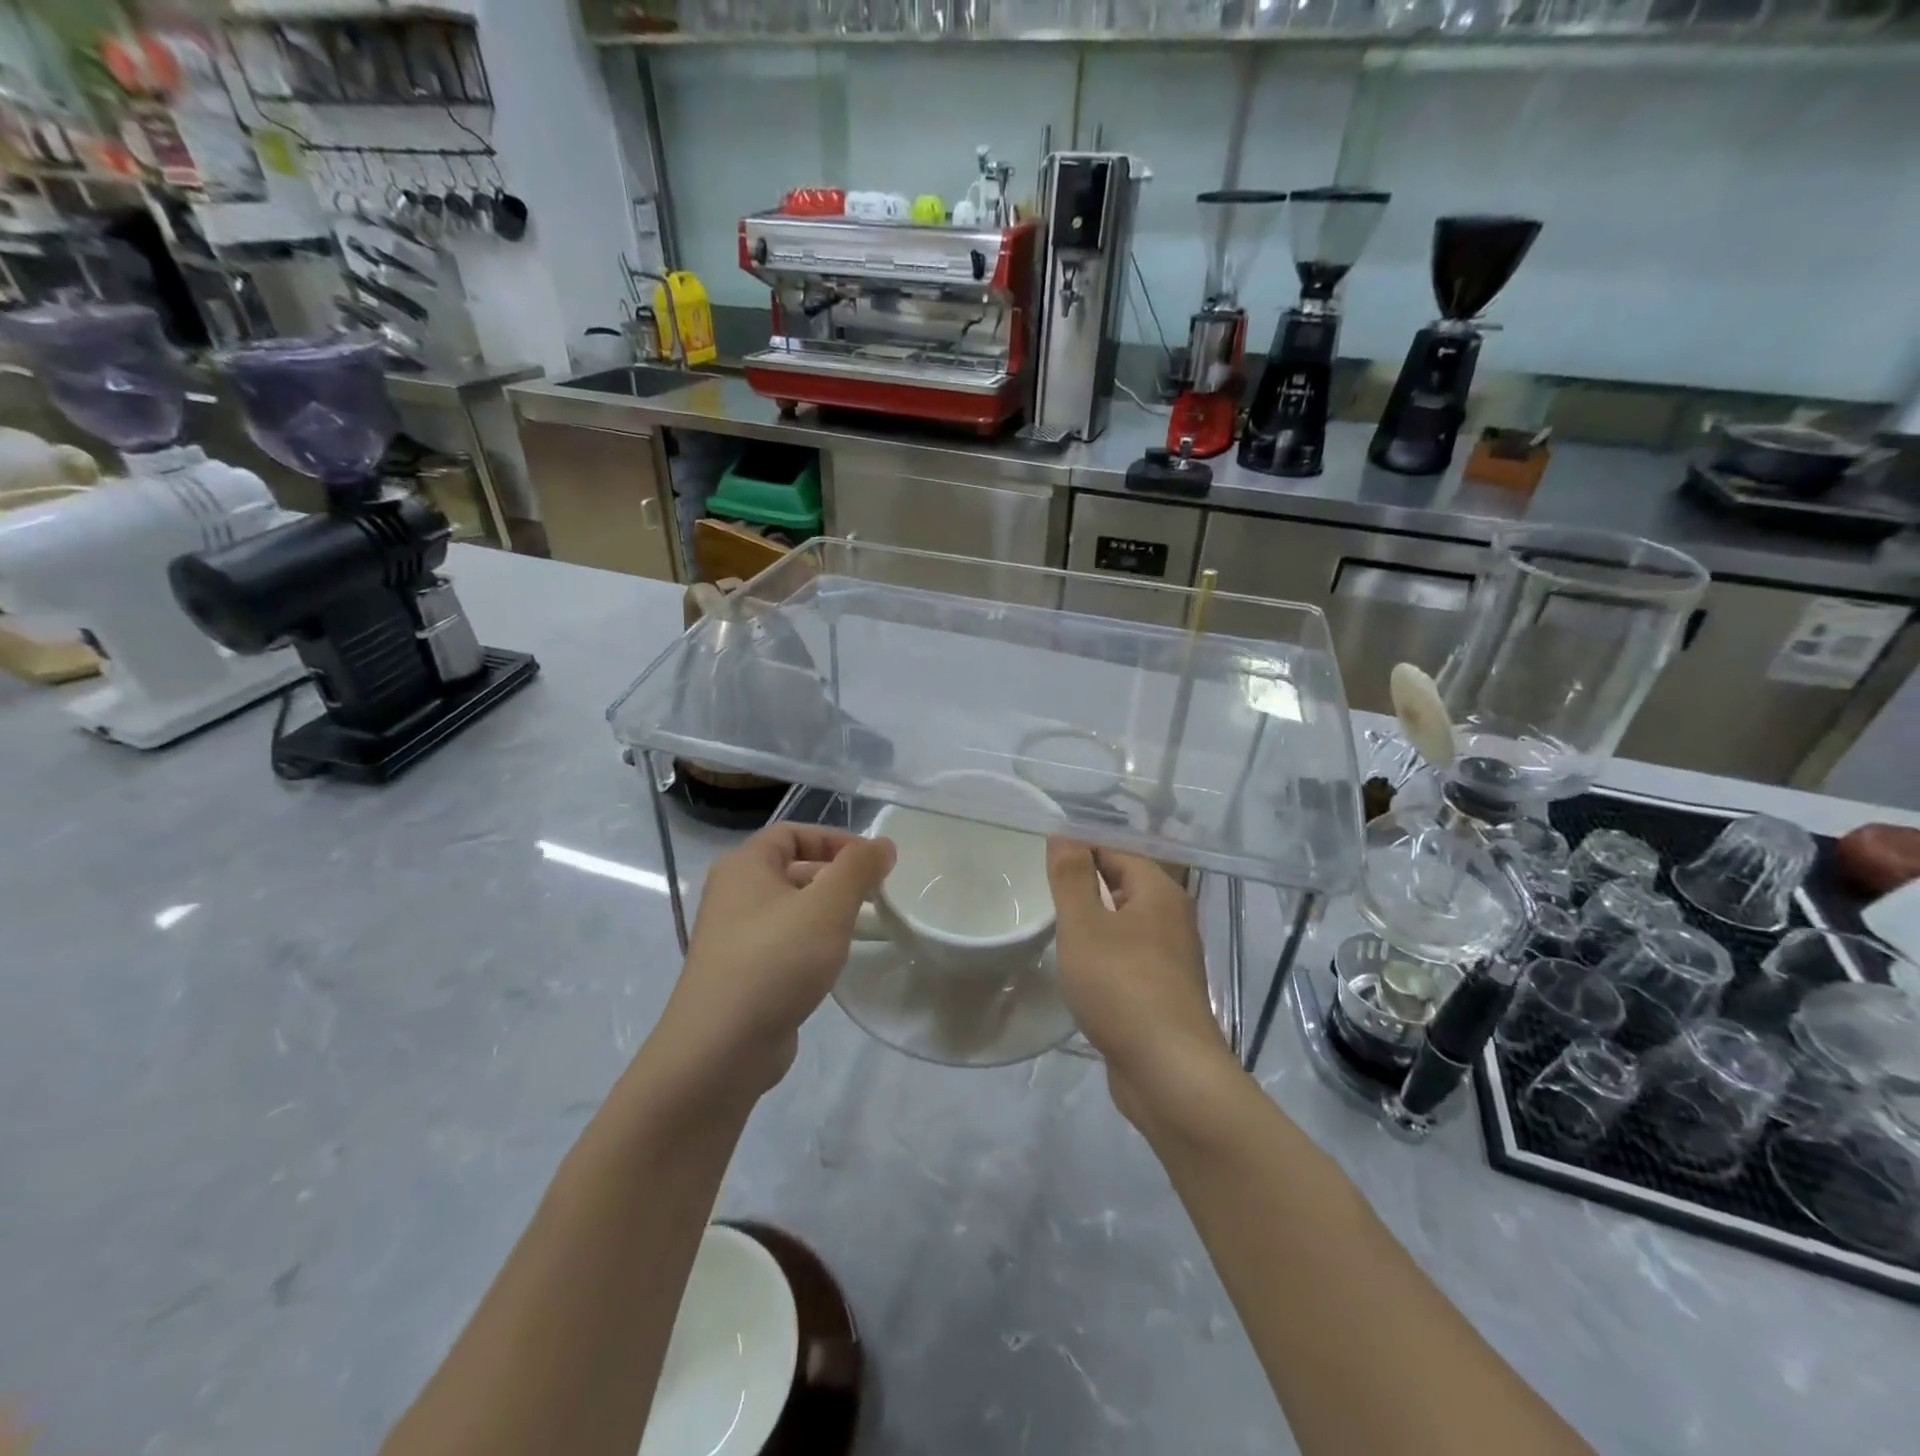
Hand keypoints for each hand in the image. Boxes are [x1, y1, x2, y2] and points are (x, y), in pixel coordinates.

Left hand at [660, 825, 894, 1095]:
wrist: (720, 1049)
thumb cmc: (776, 960)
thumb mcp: (828, 906)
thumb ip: (859, 868)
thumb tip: (883, 844)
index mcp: (744, 866)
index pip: (793, 833)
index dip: (835, 839)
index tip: (873, 861)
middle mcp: (732, 894)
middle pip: (791, 868)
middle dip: (835, 876)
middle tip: (874, 893)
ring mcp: (733, 937)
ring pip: (789, 908)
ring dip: (825, 911)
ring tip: (863, 925)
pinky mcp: (741, 974)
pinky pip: (783, 942)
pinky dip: (811, 942)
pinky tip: (834, 961)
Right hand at [1046, 839, 1233, 1122]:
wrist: (1170, 1072)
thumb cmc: (1122, 987)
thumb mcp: (1084, 926)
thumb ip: (1072, 877)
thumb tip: (1064, 834)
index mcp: (1159, 891)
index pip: (1116, 849)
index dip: (1080, 845)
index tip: (1042, 853)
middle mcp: (1172, 916)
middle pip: (1125, 881)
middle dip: (1087, 878)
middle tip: (1042, 882)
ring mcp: (1172, 955)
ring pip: (1127, 919)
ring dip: (1095, 915)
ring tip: (1055, 917)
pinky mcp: (1164, 988)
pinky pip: (1130, 951)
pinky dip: (1105, 947)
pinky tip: (1081, 960)